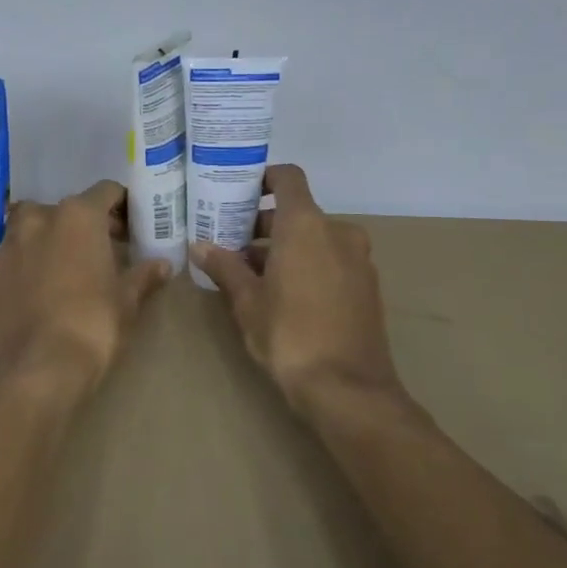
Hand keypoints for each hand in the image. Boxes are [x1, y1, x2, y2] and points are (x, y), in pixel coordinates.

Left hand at [0, 180, 172, 396]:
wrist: (33, 371)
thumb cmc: (91, 326)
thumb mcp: (126, 302)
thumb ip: (143, 276)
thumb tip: (162, 265)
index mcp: (77, 216)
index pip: (105, 192)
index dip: (122, 206)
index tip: (132, 226)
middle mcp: (38, 220)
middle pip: (67, 210)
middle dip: (87, 225)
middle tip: (106, 250)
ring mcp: (8, 247)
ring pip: (35, 230)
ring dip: (54, 241)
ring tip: (72, 270)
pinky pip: (16, 259)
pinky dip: (31, 265)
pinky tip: (44, 293)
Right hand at [190, 164, 401, 414]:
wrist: (348, 389)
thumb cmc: (289, 335)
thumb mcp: (247, 301)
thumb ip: (224, 267)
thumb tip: (198, 246)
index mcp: (307, 225)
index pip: (288, 178)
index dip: (264, 178)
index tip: (238, 192)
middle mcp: (338, 232)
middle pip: (299, 212)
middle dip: (264, 225)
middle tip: (232, 244)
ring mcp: (359, 260)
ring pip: (316, 238)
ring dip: (286, 248)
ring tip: (252, 274)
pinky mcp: (368, 286)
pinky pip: (332, 260)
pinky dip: (308, 264)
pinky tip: (285, 294)